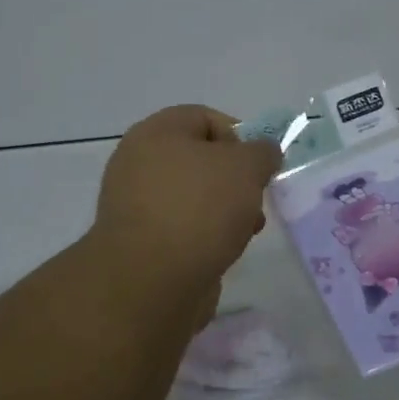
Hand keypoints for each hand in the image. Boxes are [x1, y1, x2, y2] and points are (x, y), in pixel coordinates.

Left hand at [90, 105, 279, 294]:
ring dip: (225, 210)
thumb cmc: (199, 208)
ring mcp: (135, 204)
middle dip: (235, 180)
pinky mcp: (140, 242)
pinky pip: (182, 228)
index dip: (240, 136)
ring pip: (193, 196)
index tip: (260, 166)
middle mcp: (138, 162)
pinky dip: (204, 236)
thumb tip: (263, 153)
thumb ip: (262, 153)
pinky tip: (221, 253)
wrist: (151, 281)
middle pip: (200, 160)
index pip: (204, 118)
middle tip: (255, 200)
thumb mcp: (246, 167)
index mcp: (156, 132)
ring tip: (244, 232)